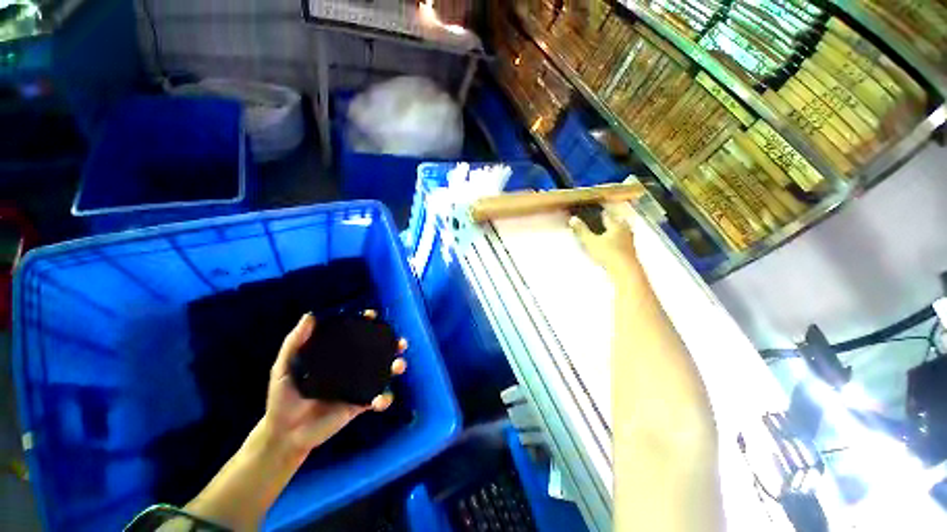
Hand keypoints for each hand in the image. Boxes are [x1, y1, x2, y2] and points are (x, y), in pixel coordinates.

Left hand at [263, 312, 407, 461]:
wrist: (284, 434)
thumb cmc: (282, 398)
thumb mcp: (283, 368)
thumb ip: (294, 342)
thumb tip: (309, 315)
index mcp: (338, 357)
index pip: (357, 336)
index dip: (368, 324)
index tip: (373, 316)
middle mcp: (352, 368)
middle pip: (378, 352)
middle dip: (393, 344)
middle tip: (400, 342)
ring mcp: (358, 386)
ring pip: (385, 372)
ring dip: (397, 366)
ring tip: (398, 366)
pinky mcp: (360, 405)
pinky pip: (378, 399)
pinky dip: (385, 399)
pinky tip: (379, 401)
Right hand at [569, 203, 639, 276]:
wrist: (626, 270)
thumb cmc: (607, 253)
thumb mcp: (590, 241)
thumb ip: (581, 230)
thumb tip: (572, 218)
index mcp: (616, 224)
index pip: (606, 215)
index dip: (598, 213)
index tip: (592, 212)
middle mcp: (625, 229)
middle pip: (616, 222)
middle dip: (609, 221)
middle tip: (601, 222)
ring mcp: (629, 240)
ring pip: (621, 231)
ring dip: (614, 231)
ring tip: (606, 233)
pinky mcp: (631, 250)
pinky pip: (623, 240)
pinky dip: (617, 240)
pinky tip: (613, 244)